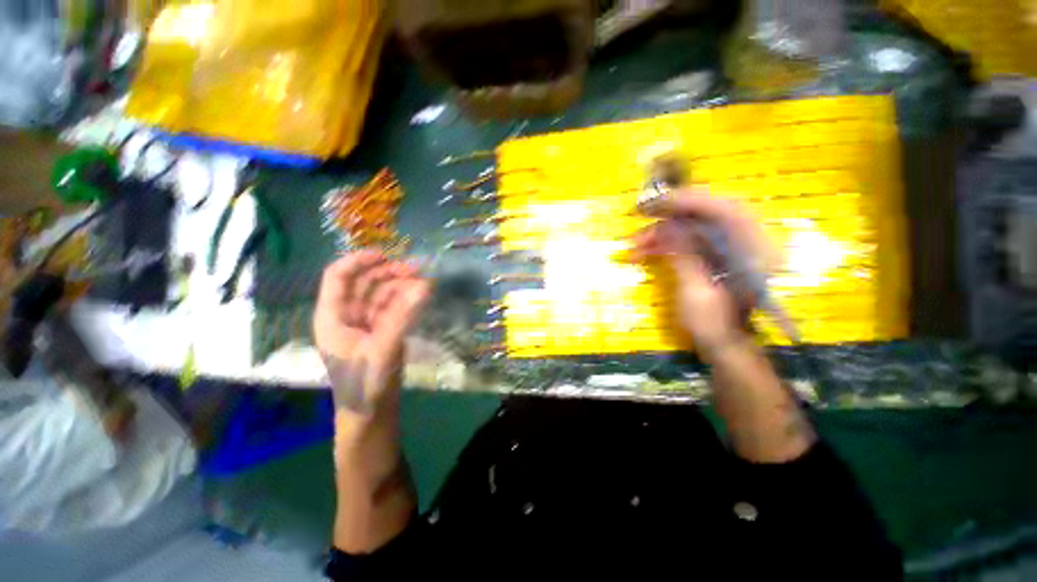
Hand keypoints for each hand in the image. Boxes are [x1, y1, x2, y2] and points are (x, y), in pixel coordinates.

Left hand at [314, 251, 429, 415]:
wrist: (371, 414)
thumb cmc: (365, 384)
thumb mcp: (383, 348)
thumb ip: (403, 316)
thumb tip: (424, 285)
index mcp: (332, 316)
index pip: (338, 277)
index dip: (359, 261)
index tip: (386, 254)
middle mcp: (346, 315)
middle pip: (364, 283)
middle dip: (389, 272)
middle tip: (417, 268)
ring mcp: (365, 323)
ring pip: (381, 294)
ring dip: (401, 286)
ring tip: (425, 282)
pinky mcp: (381, 331)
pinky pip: (392, 308)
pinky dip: (406, 300)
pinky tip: (421, 296)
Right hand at [632, 189, 774, 358]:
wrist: (723, 345)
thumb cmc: (714, 325)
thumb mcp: (697, 291)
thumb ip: (684, 255)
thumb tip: (666, 226)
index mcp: (754, 251)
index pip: (726, 210)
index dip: (691, 201)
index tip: (657, 202)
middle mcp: (746, 242)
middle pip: (707, 215)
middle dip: (671, 215)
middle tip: (640, 217)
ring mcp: (728, 249)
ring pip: (693, 228)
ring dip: (661, 233)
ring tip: (634, 244)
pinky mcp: (713, 256)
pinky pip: (688, 241)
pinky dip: (665, 244)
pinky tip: (643, 251)